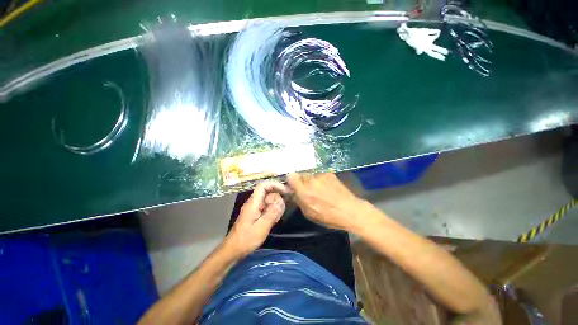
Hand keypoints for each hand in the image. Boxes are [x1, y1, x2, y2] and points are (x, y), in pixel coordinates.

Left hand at [224, 181, 288, 257]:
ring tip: (276, 219)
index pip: (263, 186)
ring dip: (276, 207)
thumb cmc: (246, 240)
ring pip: (270, 200)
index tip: (285, 191)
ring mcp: (255, 207)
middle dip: (277, 199)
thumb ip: (272, 213)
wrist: (233, 250)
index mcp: (253, 203)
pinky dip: (273, 211)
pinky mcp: (257, 213)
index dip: (275, 185)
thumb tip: (281, 200)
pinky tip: (274, 221)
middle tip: (280, 212)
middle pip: (269, 192)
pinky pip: (268, 207)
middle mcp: (254, 202)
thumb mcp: (261, 228)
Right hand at [287, 172, 365, 231]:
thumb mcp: (309, 213)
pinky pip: (319, 175)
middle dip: (301, 181)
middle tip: (307, 189)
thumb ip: (298, 200)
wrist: (350, 210)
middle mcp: (311, 180)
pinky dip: (320, 180)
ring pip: (310, 175)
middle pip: (300, 175)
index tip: (293, 186)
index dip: (290, 180)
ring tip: (319, 190)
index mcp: (304, 191)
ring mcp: (321, 175)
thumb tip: (292, 191)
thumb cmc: (328, 216)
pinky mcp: (329, 173)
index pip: (291, 176)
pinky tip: (327, 188)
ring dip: (311, 181)